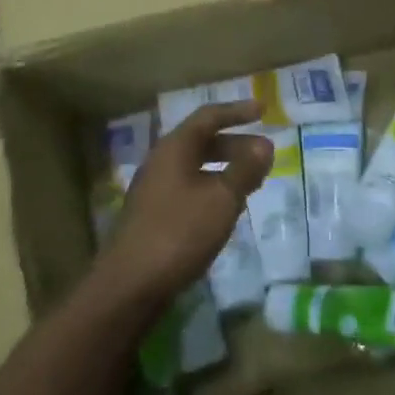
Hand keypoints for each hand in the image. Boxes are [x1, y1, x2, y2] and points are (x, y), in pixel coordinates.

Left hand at [96, 101, 271, 307]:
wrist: (129, 285)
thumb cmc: (179, 233)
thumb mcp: (221, 198)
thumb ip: (244, 169)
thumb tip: (265, 144)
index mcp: (174, 148)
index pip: (208, 117)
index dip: (237, 111)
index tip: (263, 110)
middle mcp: (161, 162)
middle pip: (202, 141)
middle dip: (236, 144)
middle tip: (265, 154)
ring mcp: (155, 189)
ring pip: (196, 167)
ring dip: (226, 169)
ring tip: (253, 181)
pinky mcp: (154, 215)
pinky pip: (189, 188)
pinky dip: (213, 189)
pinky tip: (228, 209)